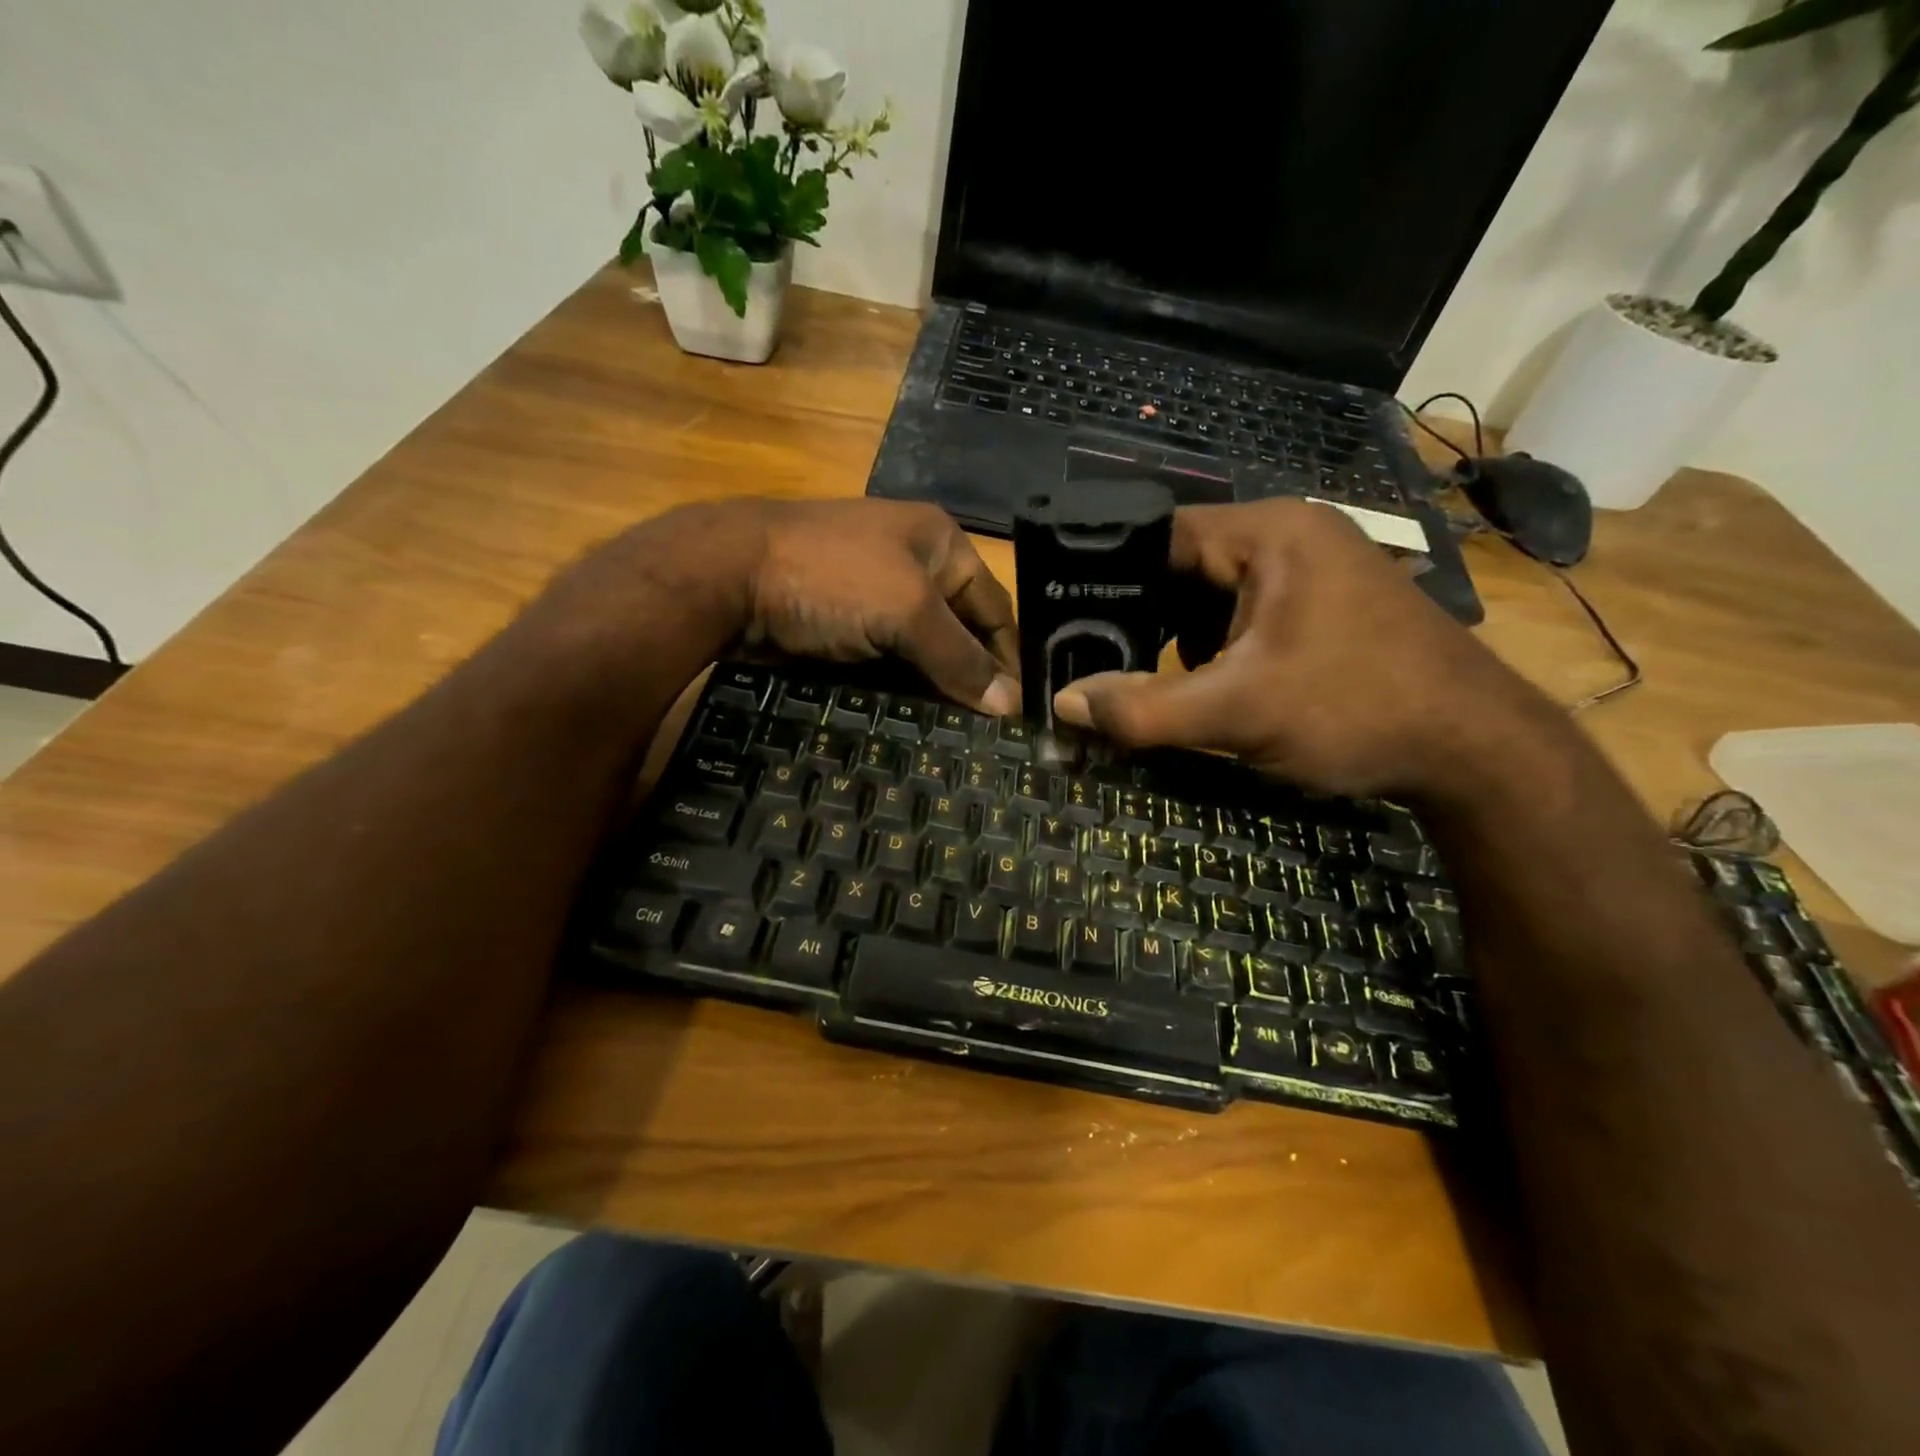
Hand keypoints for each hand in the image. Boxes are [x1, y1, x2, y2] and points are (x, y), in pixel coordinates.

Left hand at [648, 498, 1020, 715]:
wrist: (728, 577)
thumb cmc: (833, 577)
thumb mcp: (908, 610)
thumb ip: (960, 657)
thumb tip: (1009, 706)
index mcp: (940, 544)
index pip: (994, 607)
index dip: (1009, 659)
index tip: (1020, 714)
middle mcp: (913, 567)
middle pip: (960, 632)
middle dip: (974, 680)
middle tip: (993, 737)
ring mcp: (874, 599)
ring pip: (923, 653)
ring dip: (938, 692)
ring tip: (961, 742)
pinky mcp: (845, 630)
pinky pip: (888, 665)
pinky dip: (902, 692)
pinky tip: (916, 727)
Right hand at [1051, 499, 1553, 800]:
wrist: (1477, 750)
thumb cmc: (1356, 710)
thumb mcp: (1238, 712)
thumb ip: (1144, 709)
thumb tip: (1064, 704)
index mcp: (1269, 532)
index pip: (1159, 536)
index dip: (1107, 578)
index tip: (1069, 625)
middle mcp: (1290, 536)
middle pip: (1183, 566)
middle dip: (1144, 619)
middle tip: (1102, 663)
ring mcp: (1312, 570)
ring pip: (1211, 596)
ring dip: (1178, 639)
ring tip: (1152, 682)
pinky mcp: (1323, 606)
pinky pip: (1244, 616)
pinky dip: (1216, 649)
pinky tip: (1210, 687)